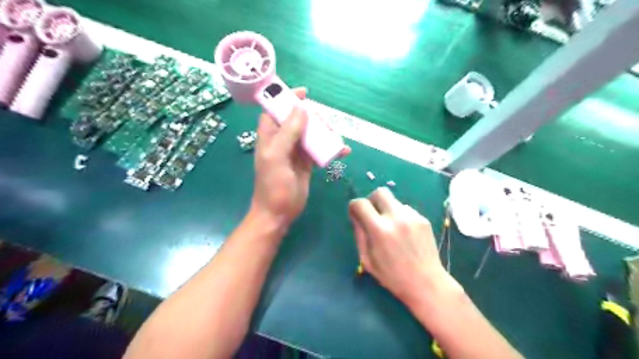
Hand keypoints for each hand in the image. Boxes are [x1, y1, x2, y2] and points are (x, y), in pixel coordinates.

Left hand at [250, 88, 348, 231]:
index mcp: (270, 136)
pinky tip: (343, 151)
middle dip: (314, 118)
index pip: (276, 110)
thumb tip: (301, 108)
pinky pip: (320, 150)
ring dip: (325, 133)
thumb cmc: (273, 185)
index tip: (304, 93)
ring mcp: (296, 151)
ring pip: (311, 134)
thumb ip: (288, 132)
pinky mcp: (307, 162)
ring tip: (336, 138)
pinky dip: (331, 148)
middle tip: (326, 124)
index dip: (287, 99)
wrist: (279, 213)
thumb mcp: (277, 156)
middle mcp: (283, 140)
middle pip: (299, 120)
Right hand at [349, 187, 453, 305]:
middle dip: (372, 200)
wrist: (426, 283)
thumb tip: (356, 215)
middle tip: (373, 214)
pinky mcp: (423, 219)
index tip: (356, 214)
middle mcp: (396, 218)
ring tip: (392, 228)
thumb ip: (359, 234)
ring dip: (387, 210)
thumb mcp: (367, 259)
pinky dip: (400, 217)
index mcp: (379, 230)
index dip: (354, 207)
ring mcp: (412, 217)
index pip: (360, 203)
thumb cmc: (392, 276)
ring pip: (394, 201)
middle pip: (380, 192)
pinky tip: (404, 233)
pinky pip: (406, 210)